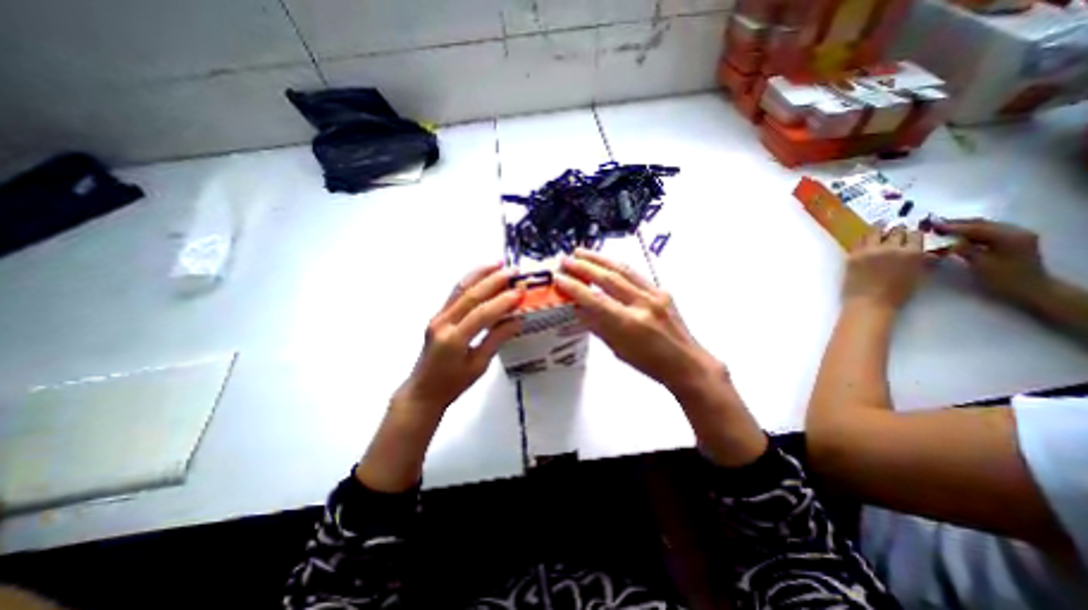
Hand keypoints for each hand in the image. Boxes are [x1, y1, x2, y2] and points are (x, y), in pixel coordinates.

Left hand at [399, 262, 524, 415]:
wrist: (423, 390)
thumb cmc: (453, 384)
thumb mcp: (479, 365)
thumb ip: (497, 339)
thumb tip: (517, 320)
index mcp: (454, 340)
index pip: (481, 314)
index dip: (502, 302)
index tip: (521, 292)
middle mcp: (443, 323)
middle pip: (470, 295)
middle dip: (494, 281)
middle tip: (514, 272)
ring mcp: (438, 316)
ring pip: (460, 289)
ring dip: (480, 273)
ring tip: (499, 263)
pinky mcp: (438, 315)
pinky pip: (455, 293)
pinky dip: (470, 281)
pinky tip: (482, 274)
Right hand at [554, 249, 720, 395]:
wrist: (686, 362)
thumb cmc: (649, 363)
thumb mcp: (618, 349)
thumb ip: (597, 326)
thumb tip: (577, 308)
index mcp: (629, 324)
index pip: (595, 300)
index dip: (574, 287)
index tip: (558, 278)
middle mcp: (642, 304)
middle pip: (608, 279)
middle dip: (584, 266)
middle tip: (565, 259)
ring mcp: (655, 295)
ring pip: (623, 270)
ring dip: (600, 259)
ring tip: (581, 252)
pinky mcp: (662, 290)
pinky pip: (635, 275)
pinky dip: (617, 266)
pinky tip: (606, 262)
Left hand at [841, 225, 926, 310]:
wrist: (869, 302)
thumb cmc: (897, 294)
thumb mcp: (919, 275)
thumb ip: (924, 261)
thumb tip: (929, 252)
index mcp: (913, 253)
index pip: (915, 235)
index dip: (913, 233)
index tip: (910, 232)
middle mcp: (892, 248)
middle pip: (896, 231)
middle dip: (897, 229)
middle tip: (895, 228)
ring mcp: (870, 251)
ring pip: (874, 232)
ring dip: (879, 228)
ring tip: (880, 225)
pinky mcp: (853, 255)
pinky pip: (858, 241)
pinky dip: (863, 238)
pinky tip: (864, 237)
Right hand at [939, 218, 1048, 304]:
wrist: (1030, 289)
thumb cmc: (1004, 278)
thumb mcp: (981, 264)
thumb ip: (964, 249)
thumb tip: (945, 240)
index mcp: (1010, 236)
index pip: (976, 227)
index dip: (952, 226)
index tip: (931, 226)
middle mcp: (1015, 231)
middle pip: (981, 223)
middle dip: (957, 224)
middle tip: (933, 226)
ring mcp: (1015, 235)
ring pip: (984, 226)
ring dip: (963, 227)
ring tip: (941, 230)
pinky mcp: (1011, 240)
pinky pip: (987, 232)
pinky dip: (971, 232)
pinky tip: (958, 236)